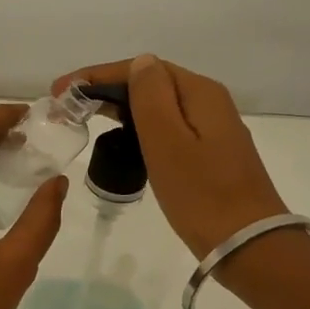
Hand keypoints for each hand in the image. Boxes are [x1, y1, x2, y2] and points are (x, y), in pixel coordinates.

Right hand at [53, 54, 287, 259]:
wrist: (248, 246)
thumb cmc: (201, 194)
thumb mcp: (168, 142)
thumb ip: (151, 97)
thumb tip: (140, 63)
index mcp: (199, 93)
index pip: (142, 68)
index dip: (97, 75)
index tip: (61, 90)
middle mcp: (208, 102)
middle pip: (151, 82)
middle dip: (106, 88)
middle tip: (67, 105)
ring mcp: (212, 129)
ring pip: (158, 104)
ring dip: (121, 105)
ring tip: (85, 117)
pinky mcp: (209, 153)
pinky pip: (167, 126)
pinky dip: (138, 126)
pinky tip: (121, 138)